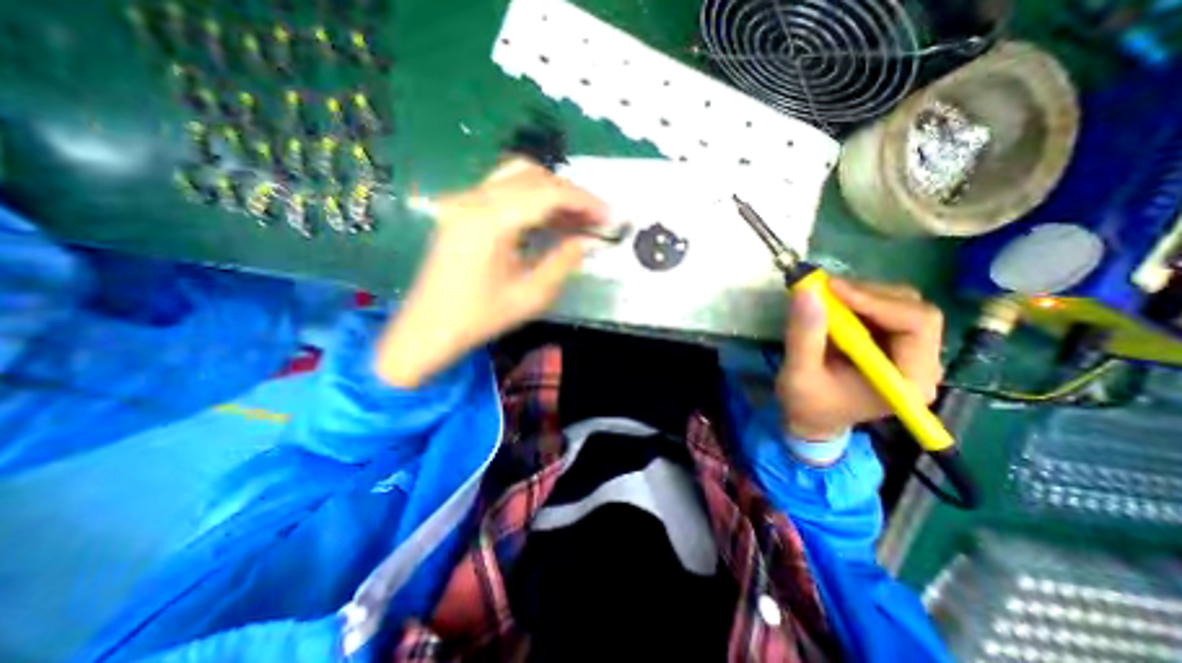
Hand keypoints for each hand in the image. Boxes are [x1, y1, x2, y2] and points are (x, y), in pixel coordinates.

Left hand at [376, 158, 604, 388]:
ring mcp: (463, 200)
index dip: (584, 201)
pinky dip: (532, 198)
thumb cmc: (480, 318)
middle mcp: (473, 200)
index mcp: (489, 222)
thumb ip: (563, 261)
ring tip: (577, 218)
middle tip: (595, 218)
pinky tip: (549, 218)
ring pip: (518, 176)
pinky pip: (503, 190)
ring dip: (552, 192)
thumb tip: (589, 240)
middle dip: (571, 194)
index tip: (609, 215)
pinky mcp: (461, 209)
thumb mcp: (531, 296)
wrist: (429, 328)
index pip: (548, 193)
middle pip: (534, 177)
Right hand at [783, 276, 948, 439]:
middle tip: (824, 290)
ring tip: (824, 298)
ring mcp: (908, 351)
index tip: (830, 288)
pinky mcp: (890, 343)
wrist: (811, 419)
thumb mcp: (798, 374)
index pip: (915, 324)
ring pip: (899, 304)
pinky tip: (831, 307)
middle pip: (913, 309)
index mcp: (907, 379)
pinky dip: (855, 301)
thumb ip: (803, 335)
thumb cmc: (807, 404)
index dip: (875, 300)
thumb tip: (806, 292)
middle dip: (867, 295)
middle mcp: (920, 363)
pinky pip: (883, 309)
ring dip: (860, 295)